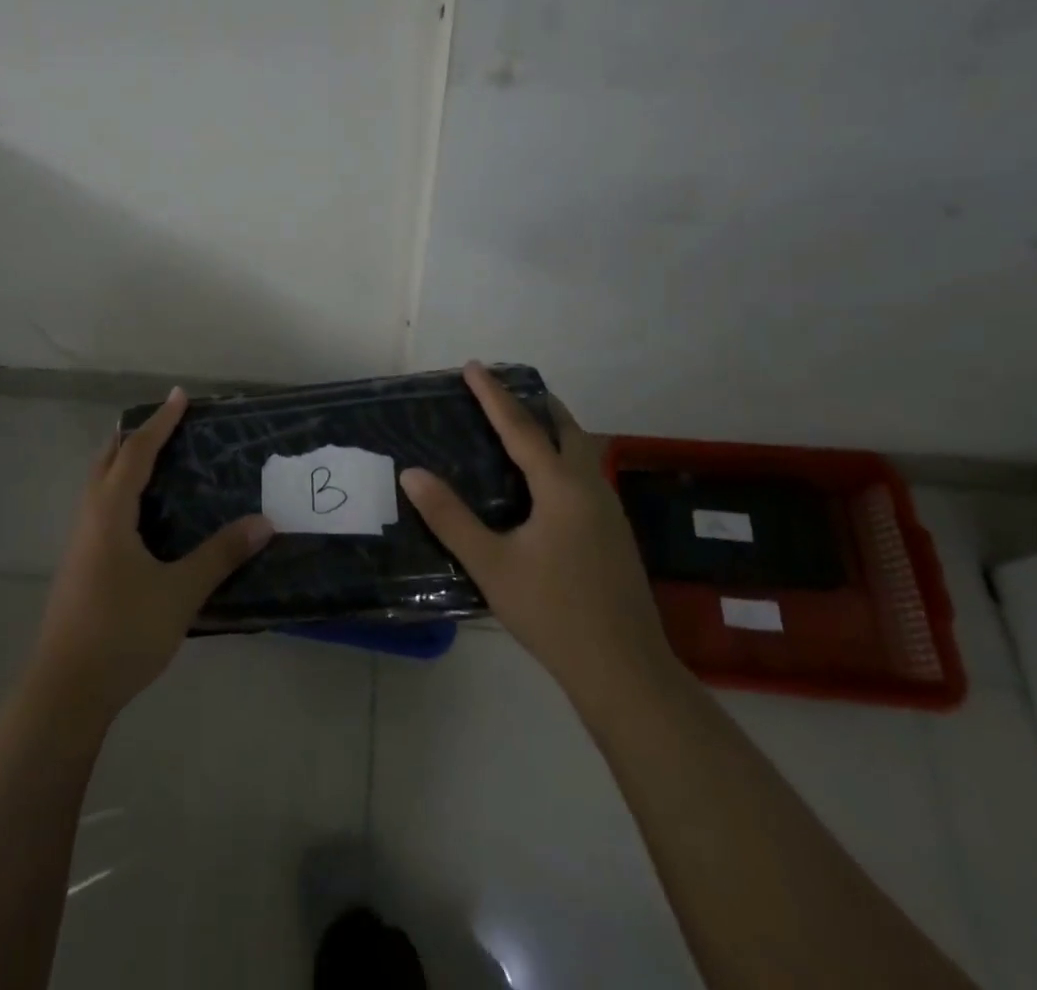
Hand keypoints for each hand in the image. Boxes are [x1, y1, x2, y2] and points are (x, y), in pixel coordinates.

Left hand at [30, 387, 274, 724]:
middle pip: (107, 461)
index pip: (137, 452)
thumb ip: (220, 555)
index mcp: (110, 513)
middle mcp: (89, 518)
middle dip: (135, 437)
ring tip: (156, 461)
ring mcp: (79, 543)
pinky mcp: (79, 566)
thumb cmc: (122, 632)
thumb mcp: (179, 593)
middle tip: (167, 424)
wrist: (65, 691)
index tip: (180, 396)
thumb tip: (264, 522)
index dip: (160, 422)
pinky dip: (120, 492)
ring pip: (99, 486)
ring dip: (124, 464)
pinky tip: (142, 517)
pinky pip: (100, 509)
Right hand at [399, 362, 677, 723]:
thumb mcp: (491, 564)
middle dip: (533, 402)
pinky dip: (560, 455)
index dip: (493, 395)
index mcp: (561, 487)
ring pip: (580, 450)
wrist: (624, 670)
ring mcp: (608, 510)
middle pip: (564, 428)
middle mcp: (589, 487)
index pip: (521, 427)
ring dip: (550, 428)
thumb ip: (450, 517)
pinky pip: (584, 473)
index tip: (473, 365)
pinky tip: (542, 481)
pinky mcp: (613, 532)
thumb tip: (412, 473)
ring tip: (518, 425)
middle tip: (500, 391)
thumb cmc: (552, 612)